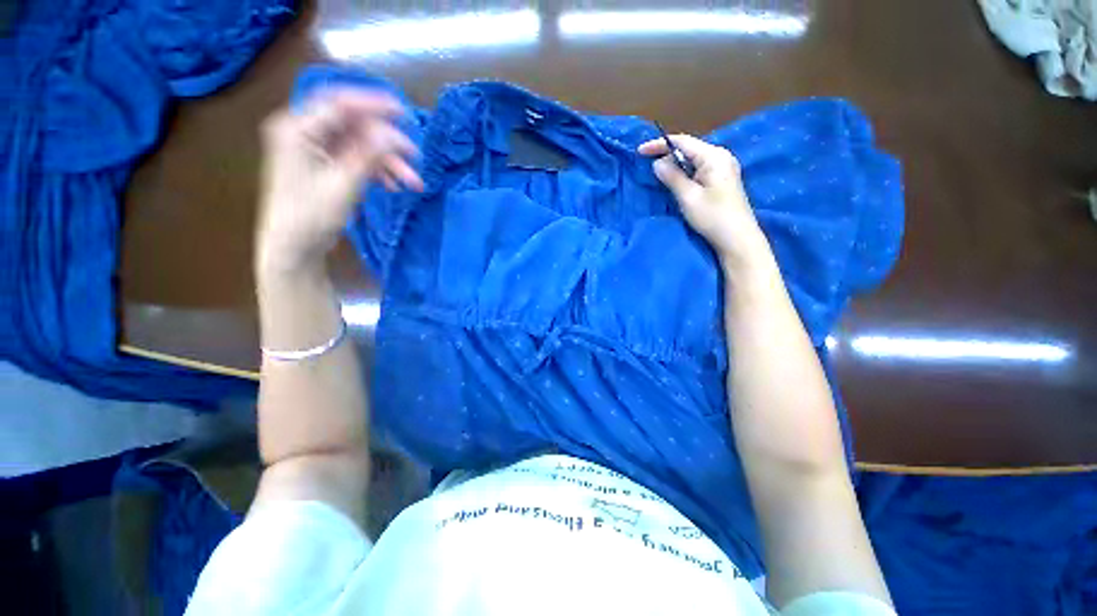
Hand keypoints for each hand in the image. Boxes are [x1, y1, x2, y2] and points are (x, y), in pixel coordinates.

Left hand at [256, 89, 423, 272]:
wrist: (294, 247)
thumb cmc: (310, 217)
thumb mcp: (343, 185)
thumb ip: (367, 156)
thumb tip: (393, 134)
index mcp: (297, 129)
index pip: (339, 104)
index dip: (373, 104)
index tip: (404, 113)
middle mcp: (305, 132)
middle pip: (354, 126)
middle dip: (387, 143)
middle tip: (415, 158)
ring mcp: (316, 149)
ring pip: (360, 145)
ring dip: (388, 161)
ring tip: (413, 182)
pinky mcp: (326, 165)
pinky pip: (357, 159)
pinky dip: (377, 170)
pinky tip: (394, 185)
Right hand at [638, 134, 765, 264]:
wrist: (737, 238)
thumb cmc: (712, 216)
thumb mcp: (688, 197)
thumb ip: (672, 177)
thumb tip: (657, 163)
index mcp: (713, 156)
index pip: (682, 142)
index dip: (659, 145)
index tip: (640, 151)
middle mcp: (720, 156)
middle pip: (688, 149)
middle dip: (667, 155)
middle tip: (647, 167)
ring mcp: (723, 168)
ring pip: (693, 160)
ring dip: (675, 166)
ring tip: (658, 175)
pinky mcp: (722, 180)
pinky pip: (699, 170)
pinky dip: (684, 173)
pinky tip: (675, 182)